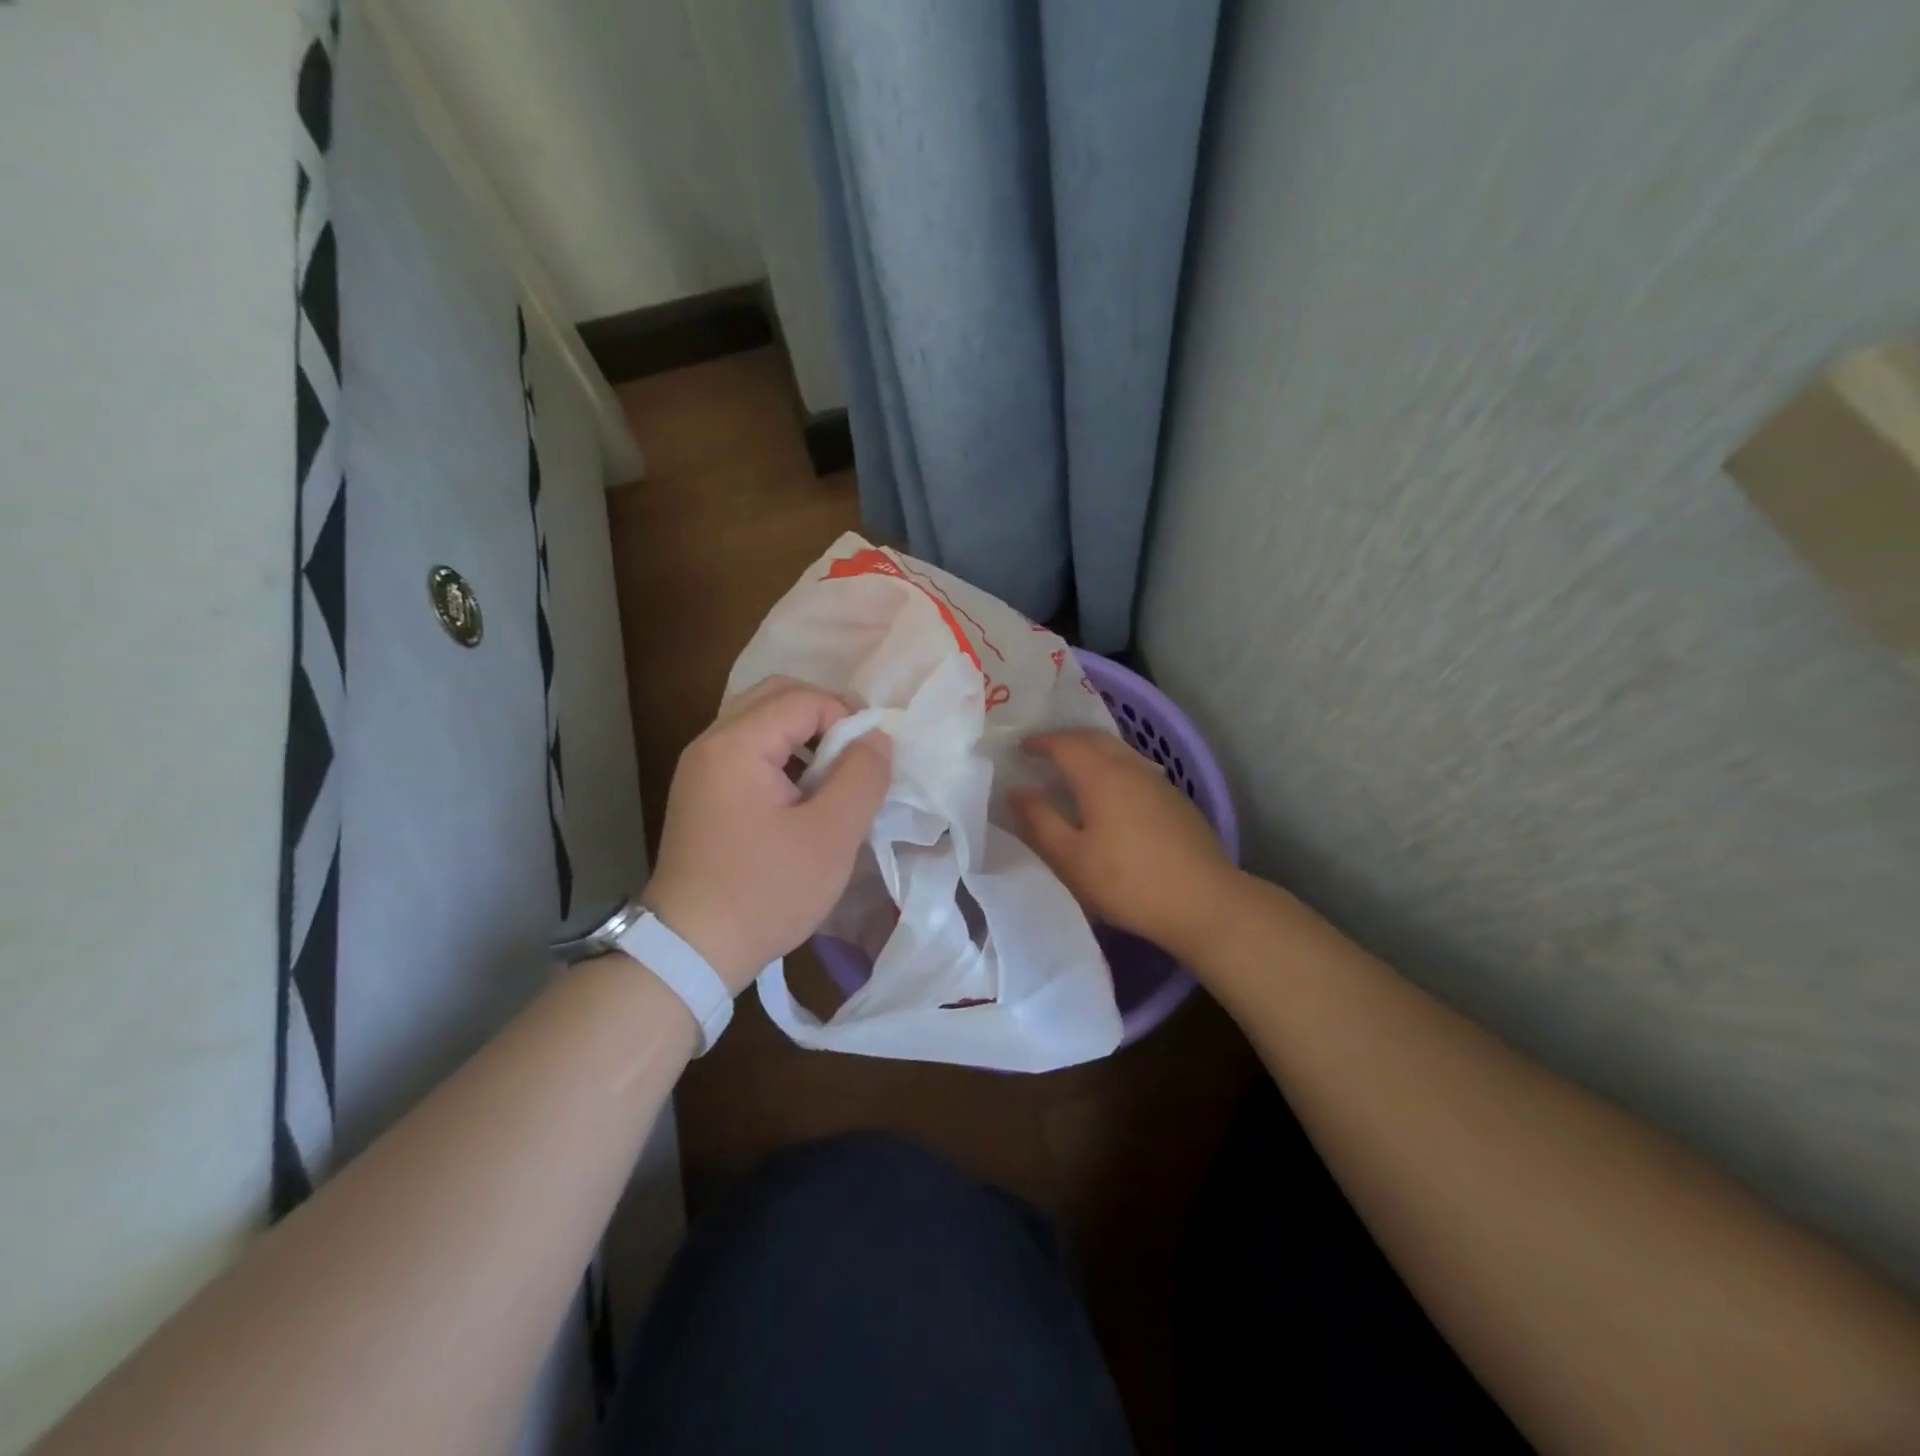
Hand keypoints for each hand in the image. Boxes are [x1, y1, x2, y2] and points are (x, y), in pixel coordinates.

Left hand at [643, 677, 892, 992]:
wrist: (690, 950)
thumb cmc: (766, 891)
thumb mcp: (831, 836)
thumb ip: (862, 776)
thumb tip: (877, 737)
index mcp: (736, 744)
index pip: (803, 699)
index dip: (847, 718)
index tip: (870, 761)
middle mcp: (710, 744)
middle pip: (776, 698)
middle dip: (824, 717)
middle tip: (855, 757)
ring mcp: (700, 769)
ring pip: (761, 724)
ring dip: (804, 738)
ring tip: (833, 779)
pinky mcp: (701, 794)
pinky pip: (748, 753)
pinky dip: (782, 759)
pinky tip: (803, 798)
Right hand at [1011, 730, 1236, 955]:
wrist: (1204, 902)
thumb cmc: (1127, 881)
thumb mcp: (1071, 857)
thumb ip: (1040, 820)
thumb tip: (1017, 790)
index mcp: (1101, 775)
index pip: (1065, 743)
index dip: (1039, 742)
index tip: (1020, 748)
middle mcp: (1131, 767)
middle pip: (1095, 739)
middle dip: (1066, 740)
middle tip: (1043, 752)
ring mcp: (1159, 782)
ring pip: (1119, 752)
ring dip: (1092, 753)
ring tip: (1073, 771)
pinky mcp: (1177, 801)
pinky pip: (1136, 770)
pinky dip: (1113, 770)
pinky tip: (1111, 795)